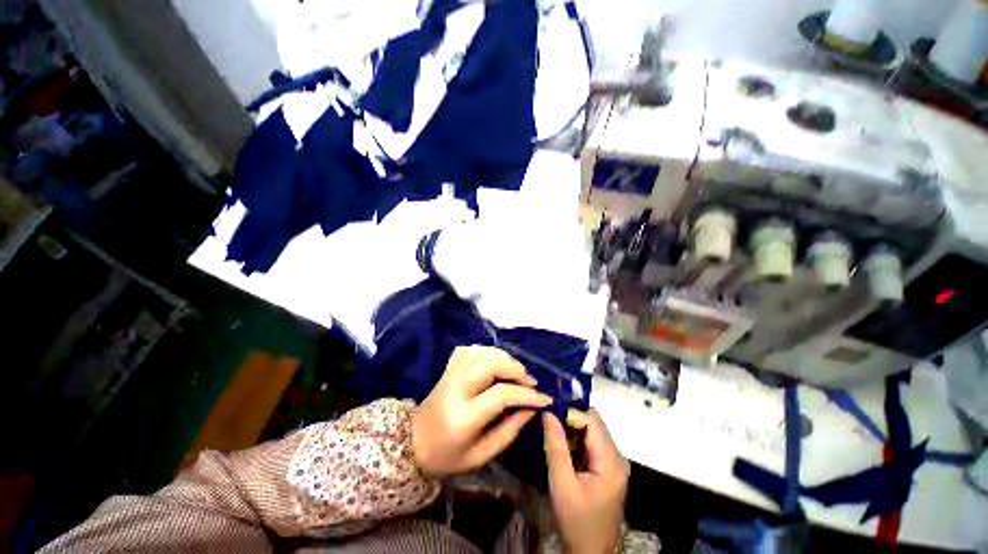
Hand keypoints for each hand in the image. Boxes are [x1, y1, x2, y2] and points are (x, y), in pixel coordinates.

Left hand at [412, 346, 551, 477]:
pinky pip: (468, 350)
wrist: (412, 444)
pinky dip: (486, 351)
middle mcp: (456, 388)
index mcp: (464, 416)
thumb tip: (531, 409)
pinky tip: (494, 362)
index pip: (501, 394)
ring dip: (503, 357)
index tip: (544, 398)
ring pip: (480, 352)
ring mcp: (450, 375)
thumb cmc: (447, 457)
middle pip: (490, 364)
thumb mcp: (480, 456)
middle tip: (529, 381)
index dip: (526, 394)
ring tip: (515, 371)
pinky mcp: (447, 369)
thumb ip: (508, 431)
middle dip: (515, 369)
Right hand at [544, 410, 628, 553]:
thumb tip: (548, 413)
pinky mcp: (607, 468)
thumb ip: (556, 446)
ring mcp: (614, 462)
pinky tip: (562, 446)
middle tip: (548, 420)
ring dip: (572, 428)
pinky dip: (575, 440)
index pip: (592, 420)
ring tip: (551, 431)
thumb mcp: (561, 484)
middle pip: (593, 423)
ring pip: (591, 431)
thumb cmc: (576, 521)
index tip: (549, 411)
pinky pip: (591, 443)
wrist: (590, 552)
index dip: (570, 412)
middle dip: (570, 418)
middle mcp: (617, 456)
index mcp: (611, 461)